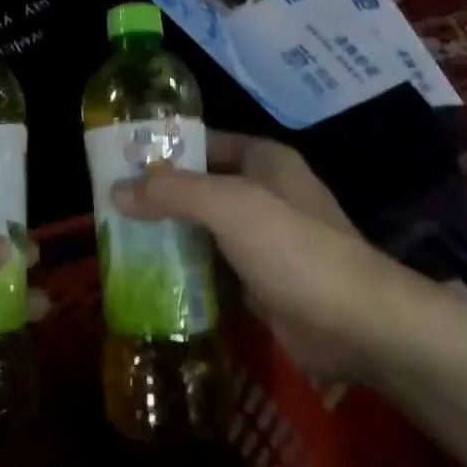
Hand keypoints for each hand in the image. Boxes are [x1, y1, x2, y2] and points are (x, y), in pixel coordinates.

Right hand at [113, 132, 420, 381]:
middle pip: (201, 186)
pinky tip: (150, 276)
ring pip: (205, 228)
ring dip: (169, 234)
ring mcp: (265, 239)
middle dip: (159, 196)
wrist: (358, 324)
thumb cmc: (294, 248)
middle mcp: (265, 193)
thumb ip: (172, 192)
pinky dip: (187, 268)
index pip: (203, 142)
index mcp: (264, 160)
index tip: (118, 162)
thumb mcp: (229, 206)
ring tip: (118, 240)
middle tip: (109, 206)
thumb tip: (115, 190)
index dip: (164, 149)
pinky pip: (215, 265)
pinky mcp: (263, 280)